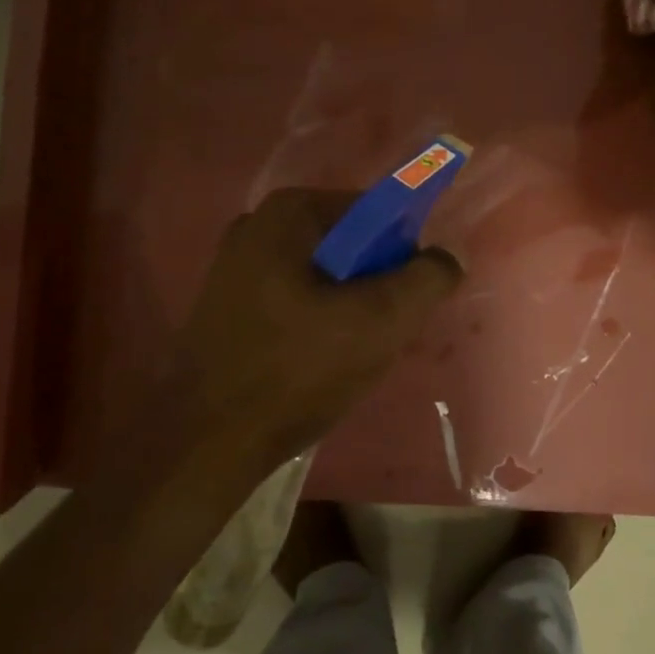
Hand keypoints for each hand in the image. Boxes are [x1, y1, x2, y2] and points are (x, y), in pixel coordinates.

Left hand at [167, 188, 462, 466]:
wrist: (206, 442)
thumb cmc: (297, 370)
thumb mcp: (381, 321)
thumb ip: (427, 279)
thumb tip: (448, 257)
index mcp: (289, 212)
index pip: (375, 213)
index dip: (402, 255)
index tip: (403, 302)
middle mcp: (256, 226)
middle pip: (350, 246)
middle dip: (374, 287)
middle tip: (379, 335)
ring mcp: (235, 267)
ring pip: (324, 278)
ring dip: (348, 311)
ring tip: (347, 357)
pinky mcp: (227, 306)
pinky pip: (295, 301)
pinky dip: (315, 325)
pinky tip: (314, 365)